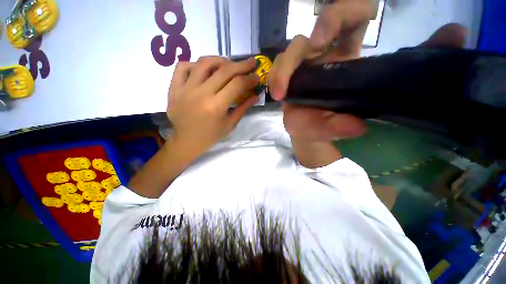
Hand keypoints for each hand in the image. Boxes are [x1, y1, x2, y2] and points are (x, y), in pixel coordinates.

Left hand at [167, 56, 258, 153]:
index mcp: (216, 106)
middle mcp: (201, 93)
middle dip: (241, 65)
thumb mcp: (230, 124)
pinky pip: (183, 67)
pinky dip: (196, 64)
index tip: (257, 76)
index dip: (249, 79)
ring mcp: (185, 88)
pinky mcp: (174, 87)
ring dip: (220, 60)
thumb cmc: (211, 135)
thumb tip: (255, 96)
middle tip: (250, 63)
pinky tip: (204, 70)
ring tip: (229, 64)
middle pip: (224, 71)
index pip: (237, 84)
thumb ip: (243, 108)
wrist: (186, 141)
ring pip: (204, 63)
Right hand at [268, 0, 468, 140]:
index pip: (353, 20)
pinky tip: (276, 93)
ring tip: (279, 94)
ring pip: (290, 51)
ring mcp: (304, 65)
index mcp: (344, 61)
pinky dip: (274, 77)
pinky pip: (277, 66)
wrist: (305, 129)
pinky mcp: (287, 74)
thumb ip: (339, 128)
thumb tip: (355, 126)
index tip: (320, 42)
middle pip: (310, 33)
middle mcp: (324, 57)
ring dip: (281, 71)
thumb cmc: (319, 127)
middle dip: (296, 52)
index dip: (342, 15)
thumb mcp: (329, 129)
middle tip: (286, 84)